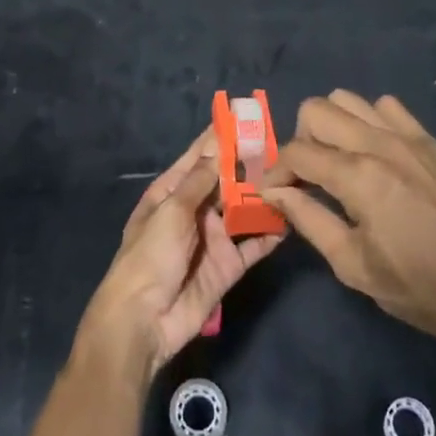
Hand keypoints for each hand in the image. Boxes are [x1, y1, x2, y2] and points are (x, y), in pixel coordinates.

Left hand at [75, 129, 282, 383]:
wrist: (144, 321)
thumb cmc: (150, 257)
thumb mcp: (171, 212)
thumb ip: (200, 181)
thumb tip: (218, 146)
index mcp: (171, 193)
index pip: (198, 157)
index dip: (218, 137)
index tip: (242, 114)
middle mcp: (194, 211)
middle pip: (225, 182)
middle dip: (248, 164)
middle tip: (280, 144)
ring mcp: (212, 238)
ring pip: (242, 210)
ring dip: (262, 195)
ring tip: (292, 175)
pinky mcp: (228, 266)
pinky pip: (253, 245)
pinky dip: (269, 233)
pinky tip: (290, 219)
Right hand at [265, 92, 435, 358]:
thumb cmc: (417, 287)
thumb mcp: (353, 265)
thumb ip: (309, 219)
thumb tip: (275, 191)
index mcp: (358, 177)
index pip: (297, 151)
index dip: (276, 170)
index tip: (273, 191)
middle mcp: (379, 143)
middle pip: (316, 109)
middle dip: (299, 139)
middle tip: (306, 176)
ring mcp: (407, 136)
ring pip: (347, 99)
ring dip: (331, 125)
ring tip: (336, 161)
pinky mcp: (427, 139)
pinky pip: (385, 106)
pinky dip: (367, 120)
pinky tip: (372, 152)